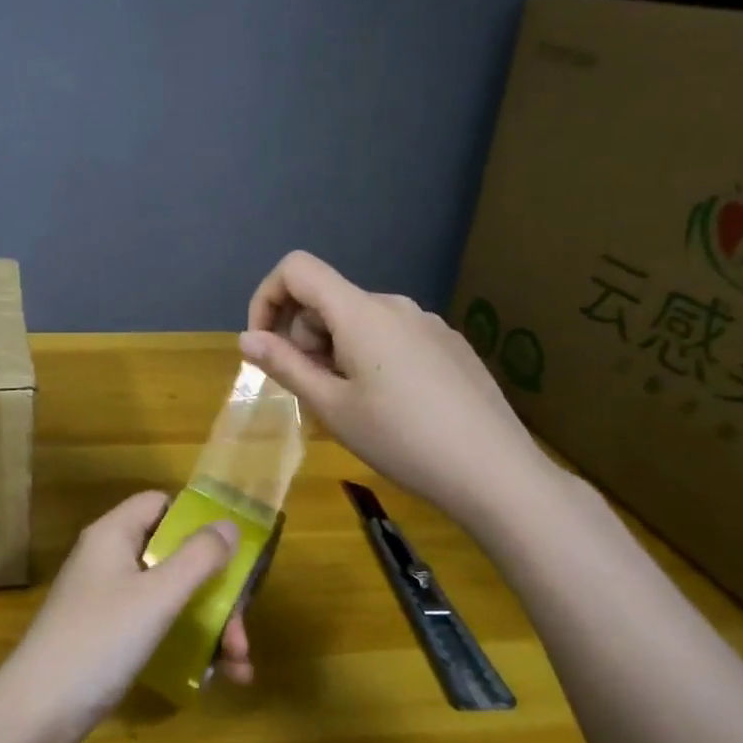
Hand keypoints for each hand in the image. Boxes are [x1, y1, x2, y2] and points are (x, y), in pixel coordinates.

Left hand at [1, 492, 250, 742]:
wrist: (37, 713)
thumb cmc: (100, 640)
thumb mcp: (157, 596)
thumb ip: (198, 558)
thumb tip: (230, 525)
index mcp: (113, 534)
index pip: (160, 504)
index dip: (197, 520)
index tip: (233, 552)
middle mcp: (109, 559)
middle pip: (173, 556)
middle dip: (216, 591)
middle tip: (242, 632)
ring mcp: (107, 600)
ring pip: (170, 597)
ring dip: (210, 625)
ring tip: (240, 666)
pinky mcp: (108, 637)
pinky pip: (156, 627)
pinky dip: (187, 645)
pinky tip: (215, 679)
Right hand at [241, 250, 552, 534]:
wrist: (496, 472)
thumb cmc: (402, 439)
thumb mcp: (332, 407)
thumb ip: (285, 365)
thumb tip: (247, 338)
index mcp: (360, 312)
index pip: (297, 269)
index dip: (267, 298)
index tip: (264, 346)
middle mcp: (394, 305)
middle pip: (327, 300)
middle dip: (304, 338)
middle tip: (313, 393)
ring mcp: (428, 323)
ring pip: (358, 321)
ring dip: (335, 351)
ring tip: (352, 406)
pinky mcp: (450, 344)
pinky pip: (392, 336)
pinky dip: (370, 358)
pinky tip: (393, 406)